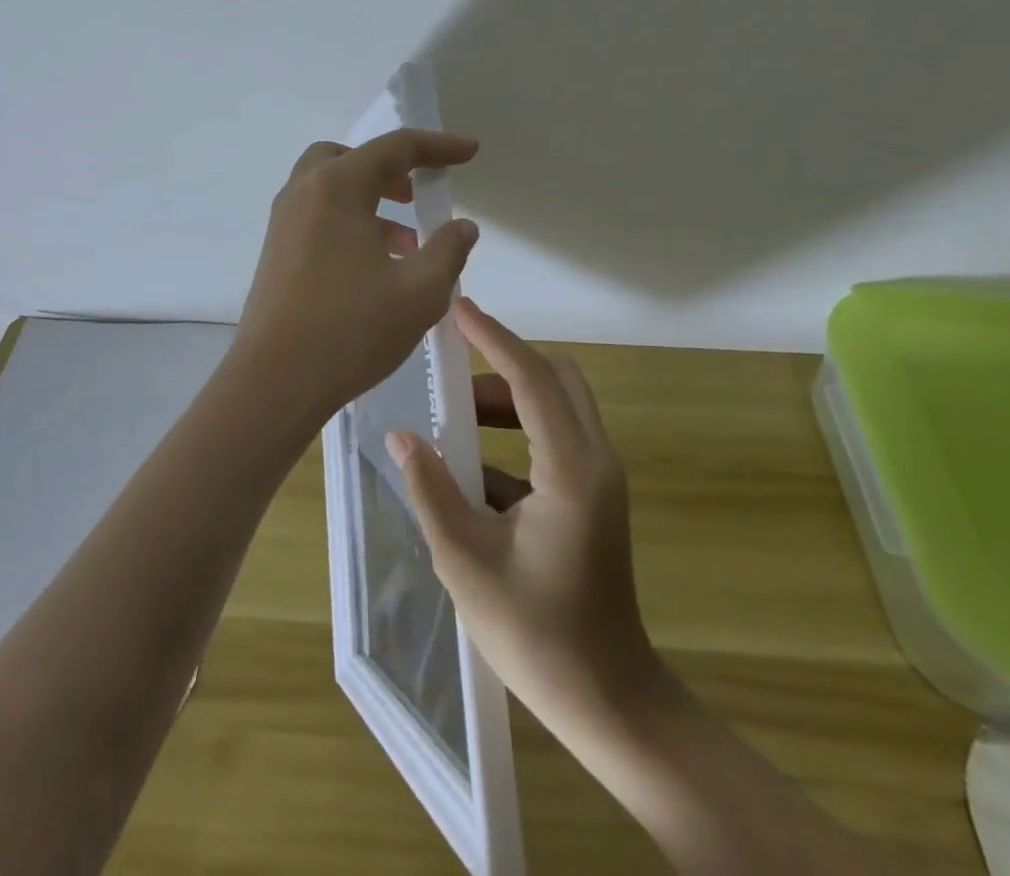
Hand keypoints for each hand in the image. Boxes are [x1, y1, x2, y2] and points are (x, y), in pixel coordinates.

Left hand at [230, 129, 481, 423]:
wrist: (274, 383)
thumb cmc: (350, 330)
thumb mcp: (420, 292)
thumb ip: (448, 250)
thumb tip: (462, 227)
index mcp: (337, 188)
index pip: (395, 148)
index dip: (438, 146)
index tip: (469, 151)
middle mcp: (303, 194)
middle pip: (349, 158)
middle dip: (389, 168)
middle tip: (417, 193)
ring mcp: (283, 225)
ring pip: (330, 190)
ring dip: (370, 200)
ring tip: (408, 243)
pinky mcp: (276, 254)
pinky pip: (317, 218)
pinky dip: (350, 223)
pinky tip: (376, 268)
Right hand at [387, 298, 659, 736]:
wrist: (609, 701)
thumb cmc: (537, 635)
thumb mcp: (467, 561)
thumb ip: (432, 490)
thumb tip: (401, 436)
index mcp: (570, 469)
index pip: (532, 378)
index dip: (493, 338)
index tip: (458, 308)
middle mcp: (595, 460)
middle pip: (557, 378)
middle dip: (505, 362)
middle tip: (453, 366)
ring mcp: (599, 478)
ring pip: (559, 406)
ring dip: (510, 399)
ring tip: (455, 416)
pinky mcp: (593, 497)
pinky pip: (556, 439)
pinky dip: (518, 432)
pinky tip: (472, 466)